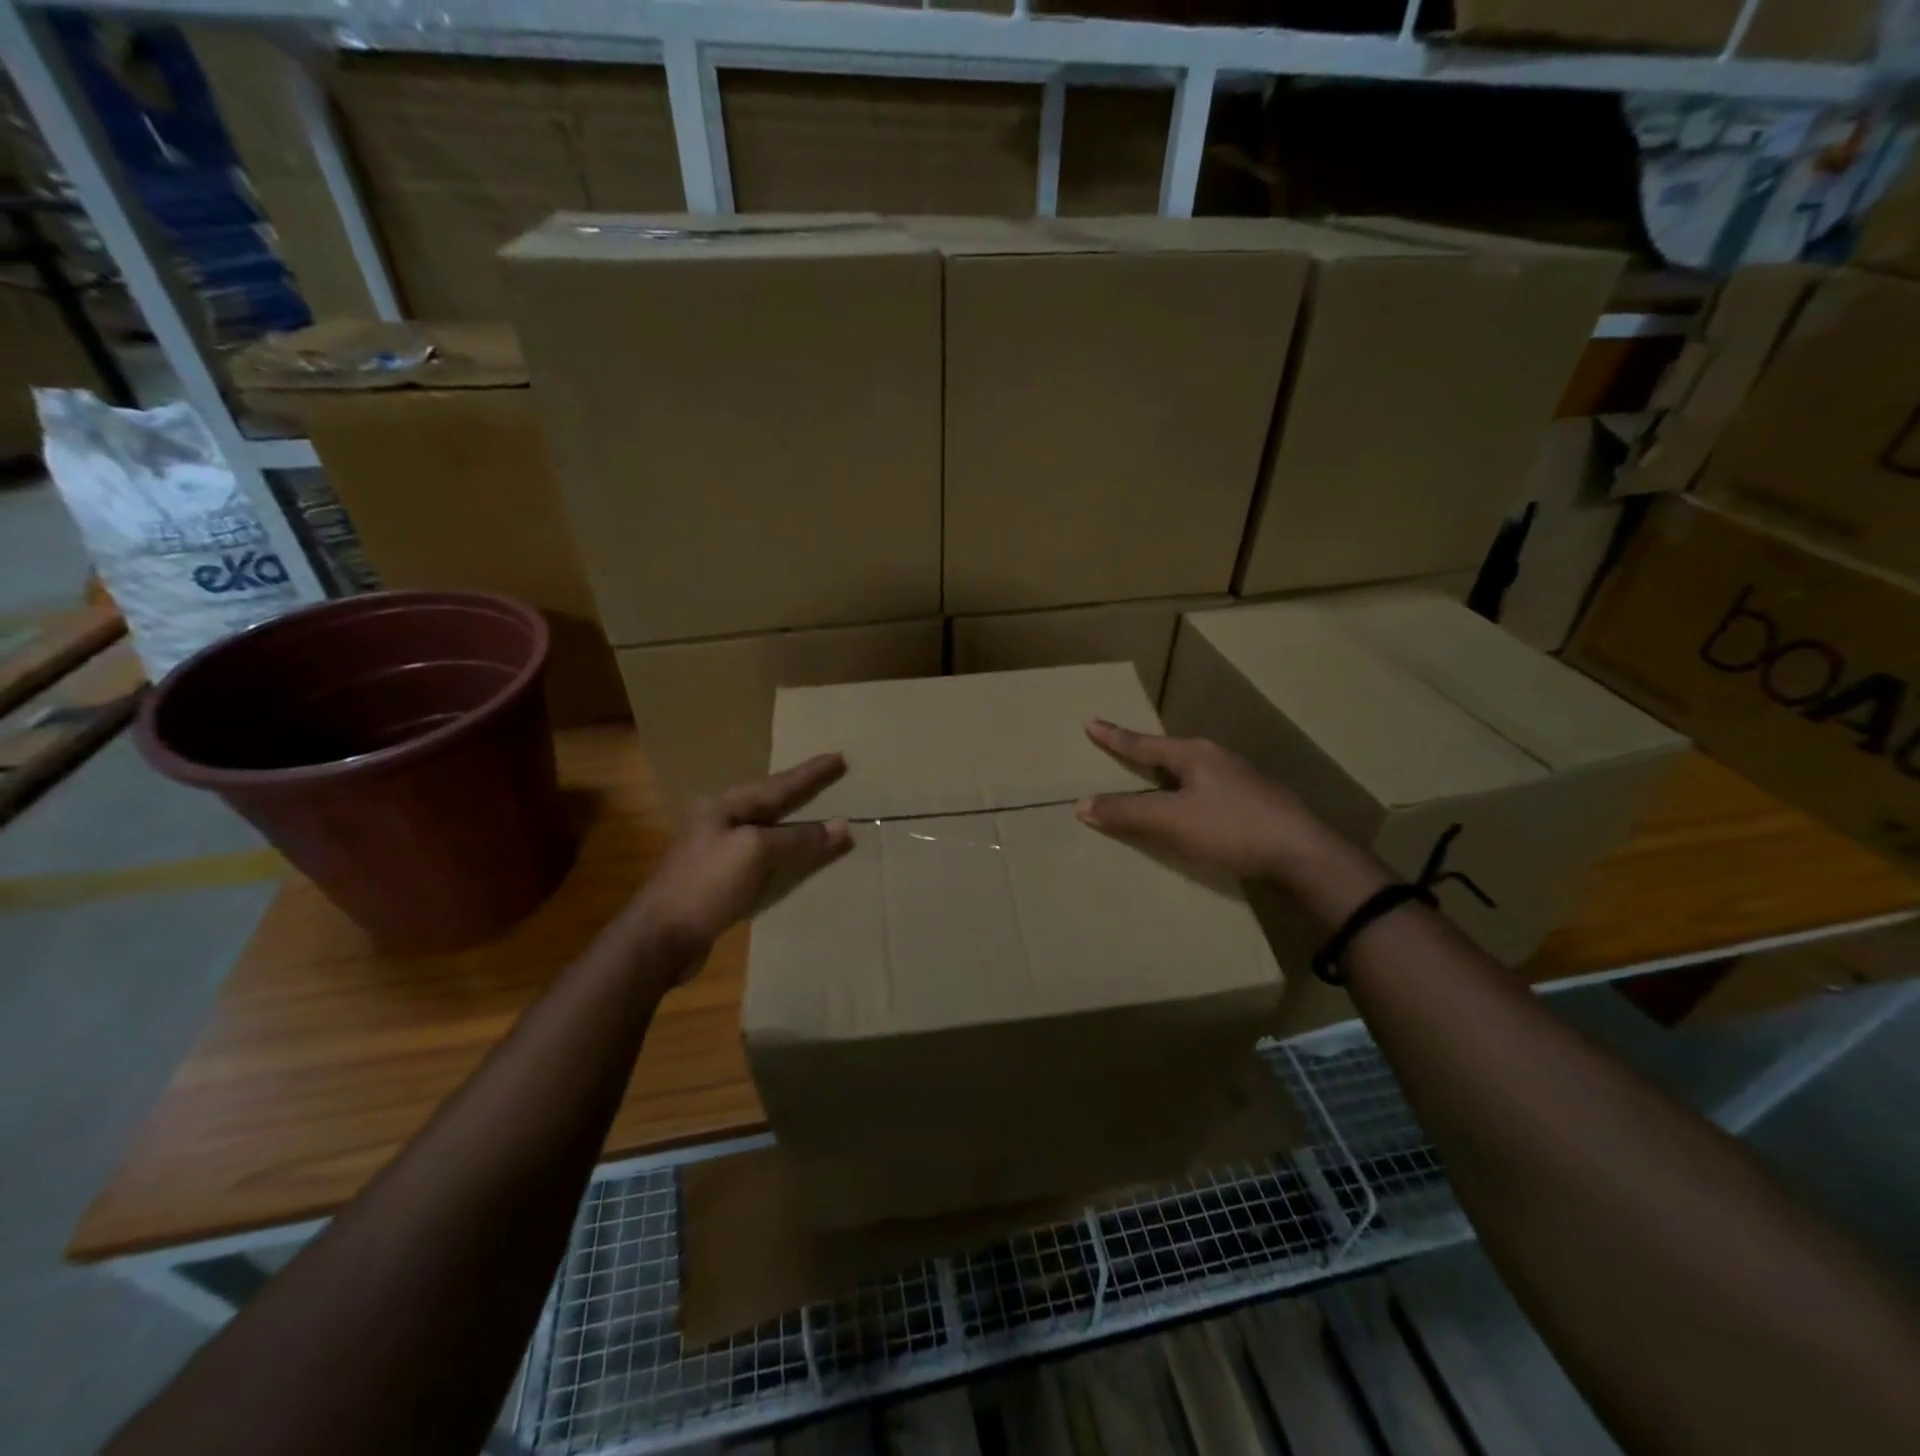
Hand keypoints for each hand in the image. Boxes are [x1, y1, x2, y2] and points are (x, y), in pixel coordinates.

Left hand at [630, 753, 853, 957]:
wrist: (660, 938)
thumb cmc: (706, 885)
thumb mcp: (756, 853)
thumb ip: (799, 838)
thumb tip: (841, 826)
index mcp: (725, 806)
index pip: (779, 784)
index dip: (811, 773)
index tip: (839, 756)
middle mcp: (719, 822)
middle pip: (770, 801)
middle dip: (801, 789)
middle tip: (831, 774)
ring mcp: (716, 851)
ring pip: (766, 829)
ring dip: (794, 821)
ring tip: (817, 810)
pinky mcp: (719, 880)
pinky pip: (762, 857)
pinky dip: (785, 852)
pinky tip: (795, 855)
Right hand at [1077, 720, 1327, 881]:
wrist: (1303, 854)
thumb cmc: (1232, 828)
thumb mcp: (1172, 820)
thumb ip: (1127, 813)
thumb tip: (1082, 805)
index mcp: (1195, 755)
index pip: (1144, 744)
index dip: (1115, 737)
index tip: (1090, 722)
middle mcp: (1218, 760)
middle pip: (1170, 752)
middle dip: (1144, 751)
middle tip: (1120, 747)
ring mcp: (1241, 781)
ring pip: (1192, 772)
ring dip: (1168, 775)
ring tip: (1152, 777)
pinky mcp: (1255, 805)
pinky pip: (1208, 792)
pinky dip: (1187, 796)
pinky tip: (1191, 808)